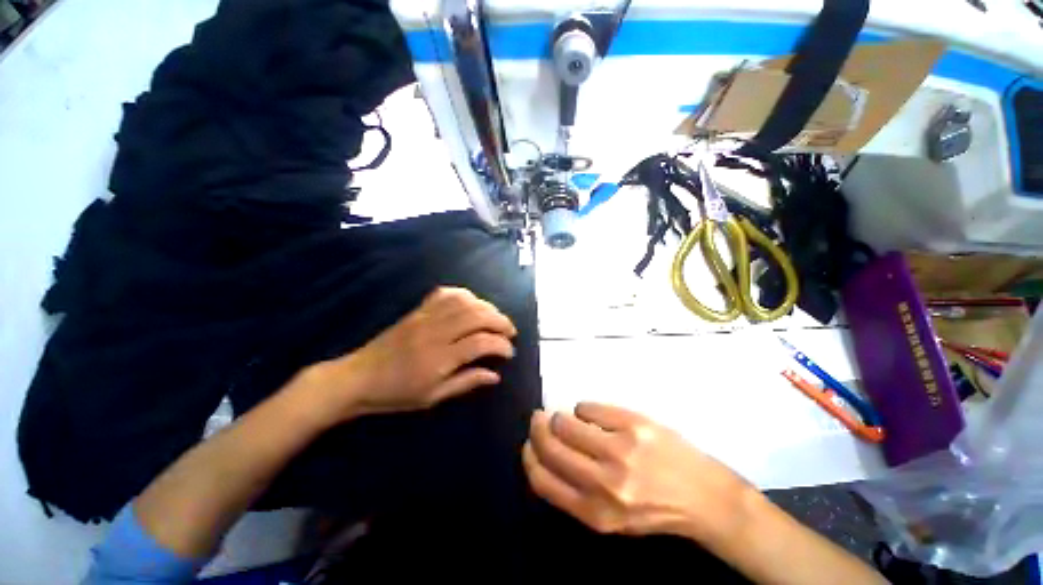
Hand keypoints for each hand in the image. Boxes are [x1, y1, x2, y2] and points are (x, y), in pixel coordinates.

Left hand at [307, 287, 516, 420]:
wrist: (357, 378)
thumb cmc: (396, 394)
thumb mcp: (433, 397)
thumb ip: (466, 382)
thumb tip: (495, 375)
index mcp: (440, 358)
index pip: (480, 343)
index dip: (501, 345)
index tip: (509, 353)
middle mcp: (436, 332)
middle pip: (477, 315)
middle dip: (500, 321)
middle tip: (510, 331)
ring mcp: (426, 317)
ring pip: (465, 302)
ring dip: (486, 306)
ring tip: (496, 317)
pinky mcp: (418, 310)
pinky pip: (446, 294)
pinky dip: (464, 295)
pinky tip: (472, 303)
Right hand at [523, 403, 756, 544]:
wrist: (704, 496)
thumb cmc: (654, 508)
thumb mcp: (611, 518)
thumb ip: (575, 493)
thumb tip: (545, 454)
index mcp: (595, 512)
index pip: (542, 480)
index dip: (529, 457)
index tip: (528, 444)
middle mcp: (604, 483)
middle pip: (550, 446)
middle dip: (538, 428)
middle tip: (539, 419)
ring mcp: (620, 450)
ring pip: (566, 422)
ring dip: (559, 417)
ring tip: (568, 418)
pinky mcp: (633, 424)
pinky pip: (588, 407)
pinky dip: (583, 409)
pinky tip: (594, 416)